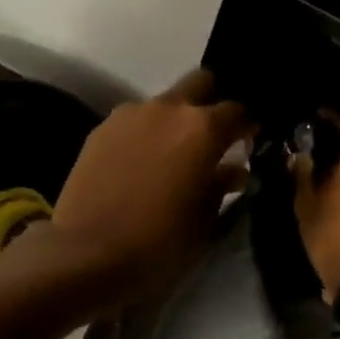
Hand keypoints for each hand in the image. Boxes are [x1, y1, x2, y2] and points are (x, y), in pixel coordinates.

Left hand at [45, 70, 253, 299]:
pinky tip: (142, 166)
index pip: (238, 111)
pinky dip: (146, 135)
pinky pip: (134, 122)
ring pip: (163, 104)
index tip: (251, 140)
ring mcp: (128, 115)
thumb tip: (232, 169)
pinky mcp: (99, 130)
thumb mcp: (203, 222)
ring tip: (174, 156)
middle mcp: (167, 109)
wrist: (87, 254)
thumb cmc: (158, 244)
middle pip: (200, 84)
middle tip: (214, 138)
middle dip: (212, 103)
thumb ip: (221, 186)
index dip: (249, 124)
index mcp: (202, 129)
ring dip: (175, 121)